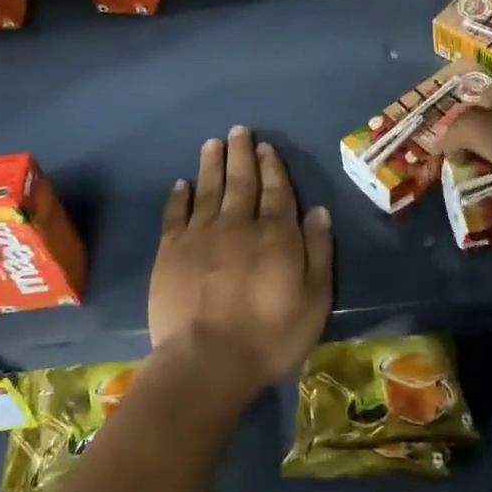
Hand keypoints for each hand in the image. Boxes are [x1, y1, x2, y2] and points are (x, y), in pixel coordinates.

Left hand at [148, 126, 333, 405]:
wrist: (207, 362)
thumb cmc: (270, 336)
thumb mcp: (314, 300)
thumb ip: (318, 252)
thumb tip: (320, 211)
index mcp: (275, 234)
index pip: (277, 190)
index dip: (272, 166)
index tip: (267, 146)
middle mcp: (238, 224)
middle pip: (241, 181)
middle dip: (242, 154)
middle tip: (239, 130)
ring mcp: (201, 235)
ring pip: (208, 189)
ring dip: (211, 164)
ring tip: (212, 143)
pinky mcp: (171, 251)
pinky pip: (175, 214)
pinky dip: (179, 197)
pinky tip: (181, 184)